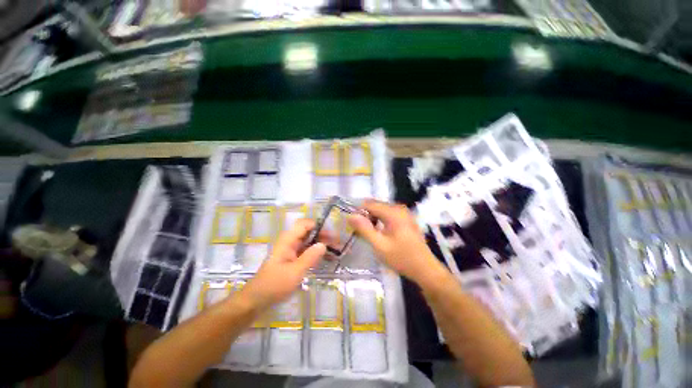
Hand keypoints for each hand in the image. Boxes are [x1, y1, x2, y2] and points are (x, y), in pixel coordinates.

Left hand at [241, 219, 326, 309]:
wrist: (257, 299)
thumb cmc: (275, 284)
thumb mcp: (295, 272)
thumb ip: (310, 257)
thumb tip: (323, 244)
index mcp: (288, 240)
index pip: (304, 224)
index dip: (318, 226)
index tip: (331, 234)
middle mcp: (289, 242)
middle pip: (308, 231)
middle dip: (322, 235)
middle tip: (336, 243)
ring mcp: (291, 250)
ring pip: (308, 240)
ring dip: (321, 243)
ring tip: (335, 249)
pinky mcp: (292, 258)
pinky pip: (306, 250)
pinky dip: (316, 251)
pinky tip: (326, 257)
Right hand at [348, 200, 447, 284]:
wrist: (425, 269)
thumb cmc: (401, 258)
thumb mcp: (379, 245)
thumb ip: (364, 229)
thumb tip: (351, 216)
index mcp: (393, 212)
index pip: (369, 204)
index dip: (358, 212)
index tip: (353, 225)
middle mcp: (399, 208)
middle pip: (376, 205)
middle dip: (366, 216)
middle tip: (360, 231)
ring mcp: (404, 213)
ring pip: (381, 210)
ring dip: (373, 219)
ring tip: (369, 233)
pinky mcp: (406, 219)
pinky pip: (388, 214)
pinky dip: (381, 221)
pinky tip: (380, 233)